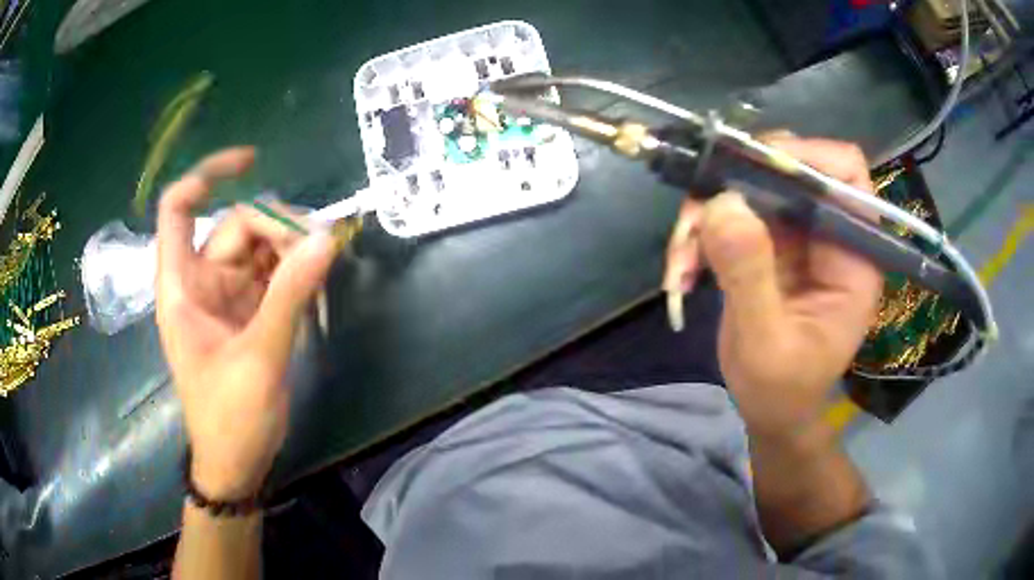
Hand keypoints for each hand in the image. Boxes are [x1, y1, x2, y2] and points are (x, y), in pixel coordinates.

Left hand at [156, 147, 337, 498]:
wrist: (236, 463)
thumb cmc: (231, 418)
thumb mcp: (259, 358)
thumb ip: (289, 295)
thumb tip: (326, 238)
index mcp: (182, 287)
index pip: (178, 209)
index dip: (208, 174)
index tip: (252, 160)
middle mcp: (200, 282)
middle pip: (235, 225)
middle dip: (276, 228)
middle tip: (319, 248)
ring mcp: (225, 296)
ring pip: (258, 248)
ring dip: (290, 250)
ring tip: (321, 268)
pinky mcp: (246, 312)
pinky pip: (271, 274)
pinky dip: (294, 272)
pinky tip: (315, 282)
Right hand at [664, 134, 880, 438]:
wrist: (770, 411)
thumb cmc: (781, 390)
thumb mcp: (765, 344)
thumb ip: (750, 277)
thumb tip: (723, 203)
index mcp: (852, 257)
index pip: (844, 174)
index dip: (804, 158)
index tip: (750, 170)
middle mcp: (828, 235)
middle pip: (789, 169)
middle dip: (737, 184)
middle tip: (695, 215)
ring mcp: (797, 237)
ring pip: (751, 187)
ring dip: (708, 211)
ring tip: (681, 257)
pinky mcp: (768, 244)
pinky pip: (730, 213)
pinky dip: (700, 233)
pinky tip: (683, 269)